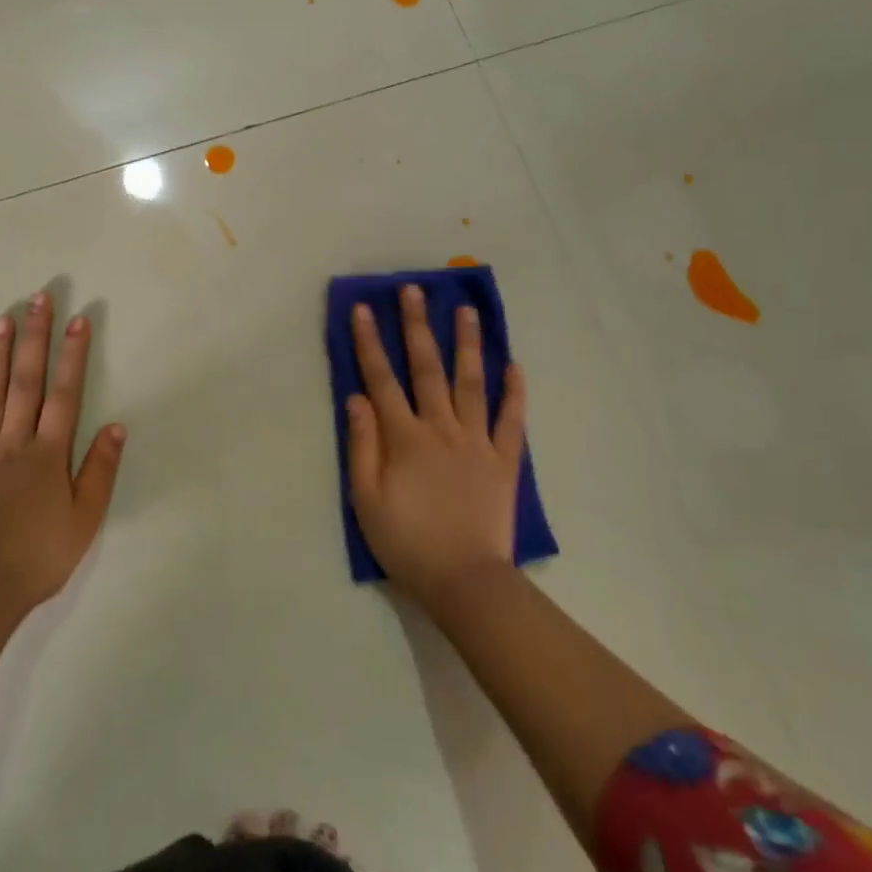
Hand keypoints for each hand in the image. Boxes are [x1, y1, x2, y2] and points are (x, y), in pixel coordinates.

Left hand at [0, 291, 126, 610]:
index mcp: (49, 454)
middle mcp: (14, 443)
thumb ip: (100, 470)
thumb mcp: (85, 518)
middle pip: (26, 383)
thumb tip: (116, 426)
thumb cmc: (40, 556)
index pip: (65, 395)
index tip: (78, 320)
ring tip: (0, 320)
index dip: (73, 356)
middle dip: (34, 339)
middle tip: (37, 299)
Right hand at [346, 285, 526, 613]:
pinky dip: (514, 392)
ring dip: (467, 344)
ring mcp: (477, 442)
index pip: (381, 380)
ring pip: (471, 383)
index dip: (370, 343)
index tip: (364, 309)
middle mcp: (441, 428)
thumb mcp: (365, 500)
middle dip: (418, 326)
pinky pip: (512, 420)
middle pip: (427, 368)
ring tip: (466, 310)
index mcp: (405, 438)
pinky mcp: (504, 461)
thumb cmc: (406, 542)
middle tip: (414, 291)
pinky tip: (513, 364)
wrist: (465, 580)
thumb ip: (362, 446)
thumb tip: (357, 398)